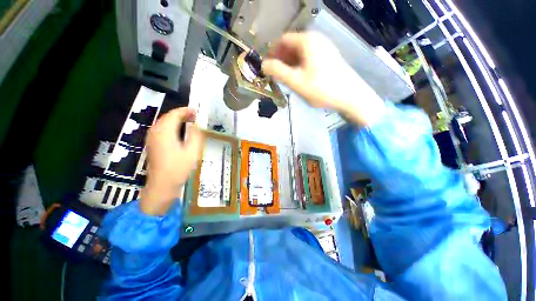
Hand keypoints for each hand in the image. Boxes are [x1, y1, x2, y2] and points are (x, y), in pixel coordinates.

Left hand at [140, 108, 203, 215]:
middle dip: (181, 114)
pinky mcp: (152, 144)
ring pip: (163, 122)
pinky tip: (178, 130)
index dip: (186, 111)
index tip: (197, 111)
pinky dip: (171, 126)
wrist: (162, 184)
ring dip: (176, 119)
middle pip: (168, 117)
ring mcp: (152, 138)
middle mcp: (155, 132)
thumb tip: (197, 125)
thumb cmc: (179, 168)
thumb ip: (195, 136)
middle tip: (195, 116)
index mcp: (165, 132)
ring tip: (189, 121)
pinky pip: (161, 129)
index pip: (174, 114)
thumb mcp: (192, 151)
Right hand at [262, 32, 384, 126]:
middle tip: (276, 76)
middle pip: (292, 45)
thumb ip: (278, 71)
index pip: (282, 40)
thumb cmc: (322, 89)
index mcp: (307, 41)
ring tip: (287, 79)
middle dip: (281, 59)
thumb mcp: (296, 81)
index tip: (268, 67)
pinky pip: (309, 57)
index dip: (272, 52)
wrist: (350, 96)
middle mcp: (316, 39)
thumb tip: (263, 64)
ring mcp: (324, 47)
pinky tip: (300, 77)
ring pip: (300, 52)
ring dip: (290, 64)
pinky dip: (300, 65)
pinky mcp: (329, 57)